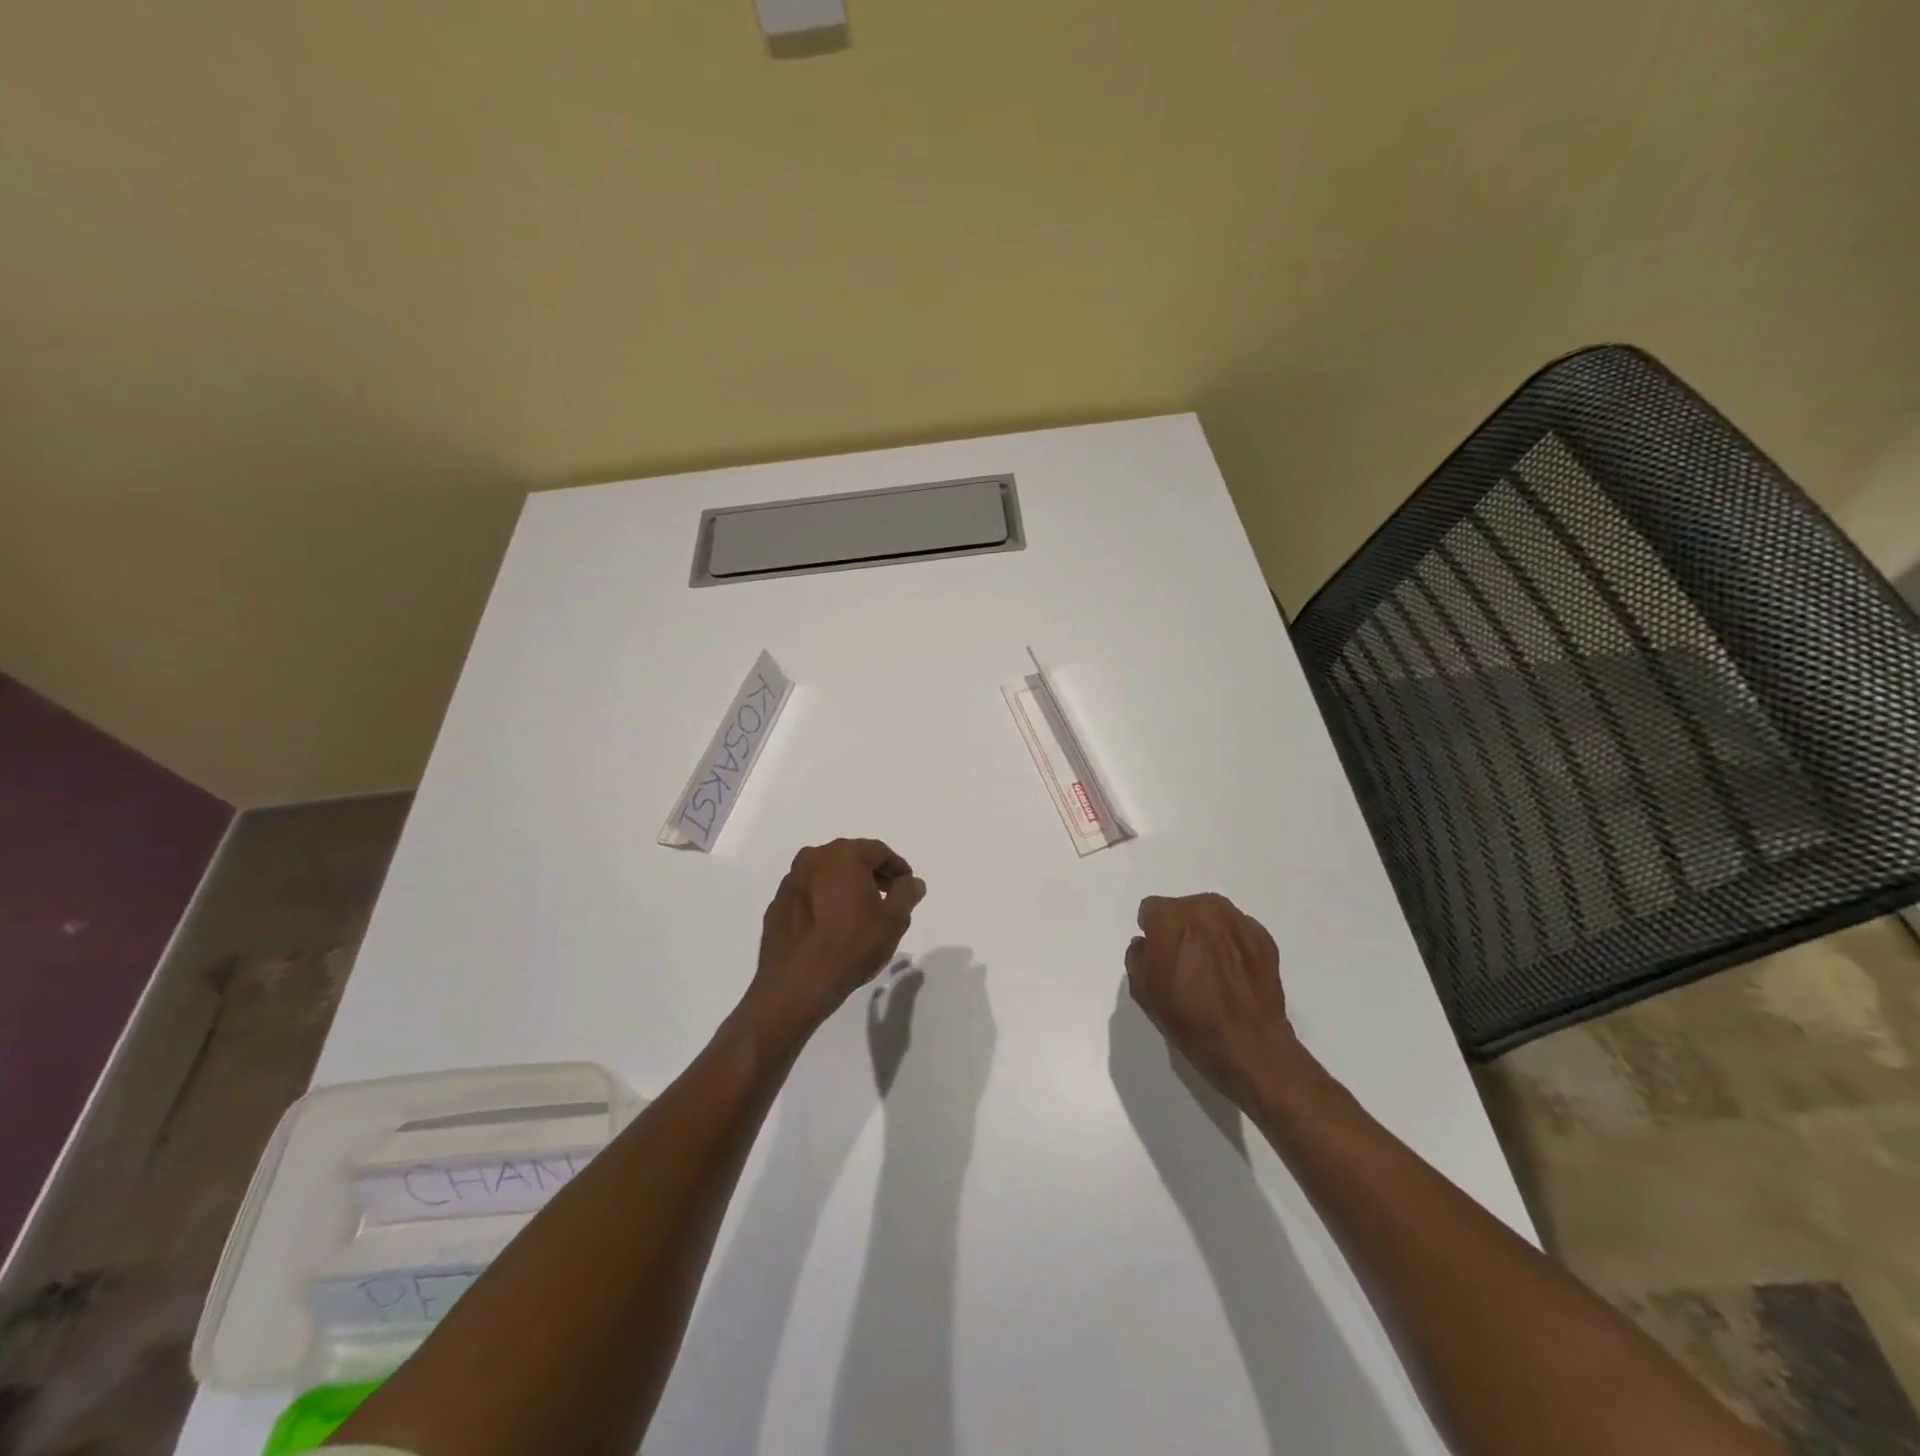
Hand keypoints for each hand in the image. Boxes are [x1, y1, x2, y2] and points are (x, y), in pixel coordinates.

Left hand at [744, 839, 926, 1034]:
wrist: (797, 983)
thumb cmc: (852, 945)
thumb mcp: (893, 920)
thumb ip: (906, 894)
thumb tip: (912, 882)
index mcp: (843, 855)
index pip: (878, 851)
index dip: (897, 867)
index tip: (907, 885)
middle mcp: (813, 859)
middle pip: (850, 858)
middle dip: (871, 874)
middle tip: (886, 896)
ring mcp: (791, 881)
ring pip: (826, 875)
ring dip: (845, 886)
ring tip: (859, 912)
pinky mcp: (777, 904)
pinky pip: (808, 894)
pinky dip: (823, 901)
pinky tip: (831, 925)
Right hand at [1125, 893, 1297, 1107]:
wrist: (1249, 1045)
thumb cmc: (1188, 1018)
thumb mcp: (1143, 991)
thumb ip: (1138, 956)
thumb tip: (1147, 944)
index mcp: (1171, 916)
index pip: (1151, 910)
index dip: (1151, 932)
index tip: (1157, 956)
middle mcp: (1205, 908)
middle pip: (1183, 908)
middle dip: (1180, 929)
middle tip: (1183, 962)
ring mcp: (1239, 921)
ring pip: (1211, 917)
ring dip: (1206, 934)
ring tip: (1210, 968)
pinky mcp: (1264, 937)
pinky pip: (1236, 932)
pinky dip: (1231, 945)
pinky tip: (1232, 974)